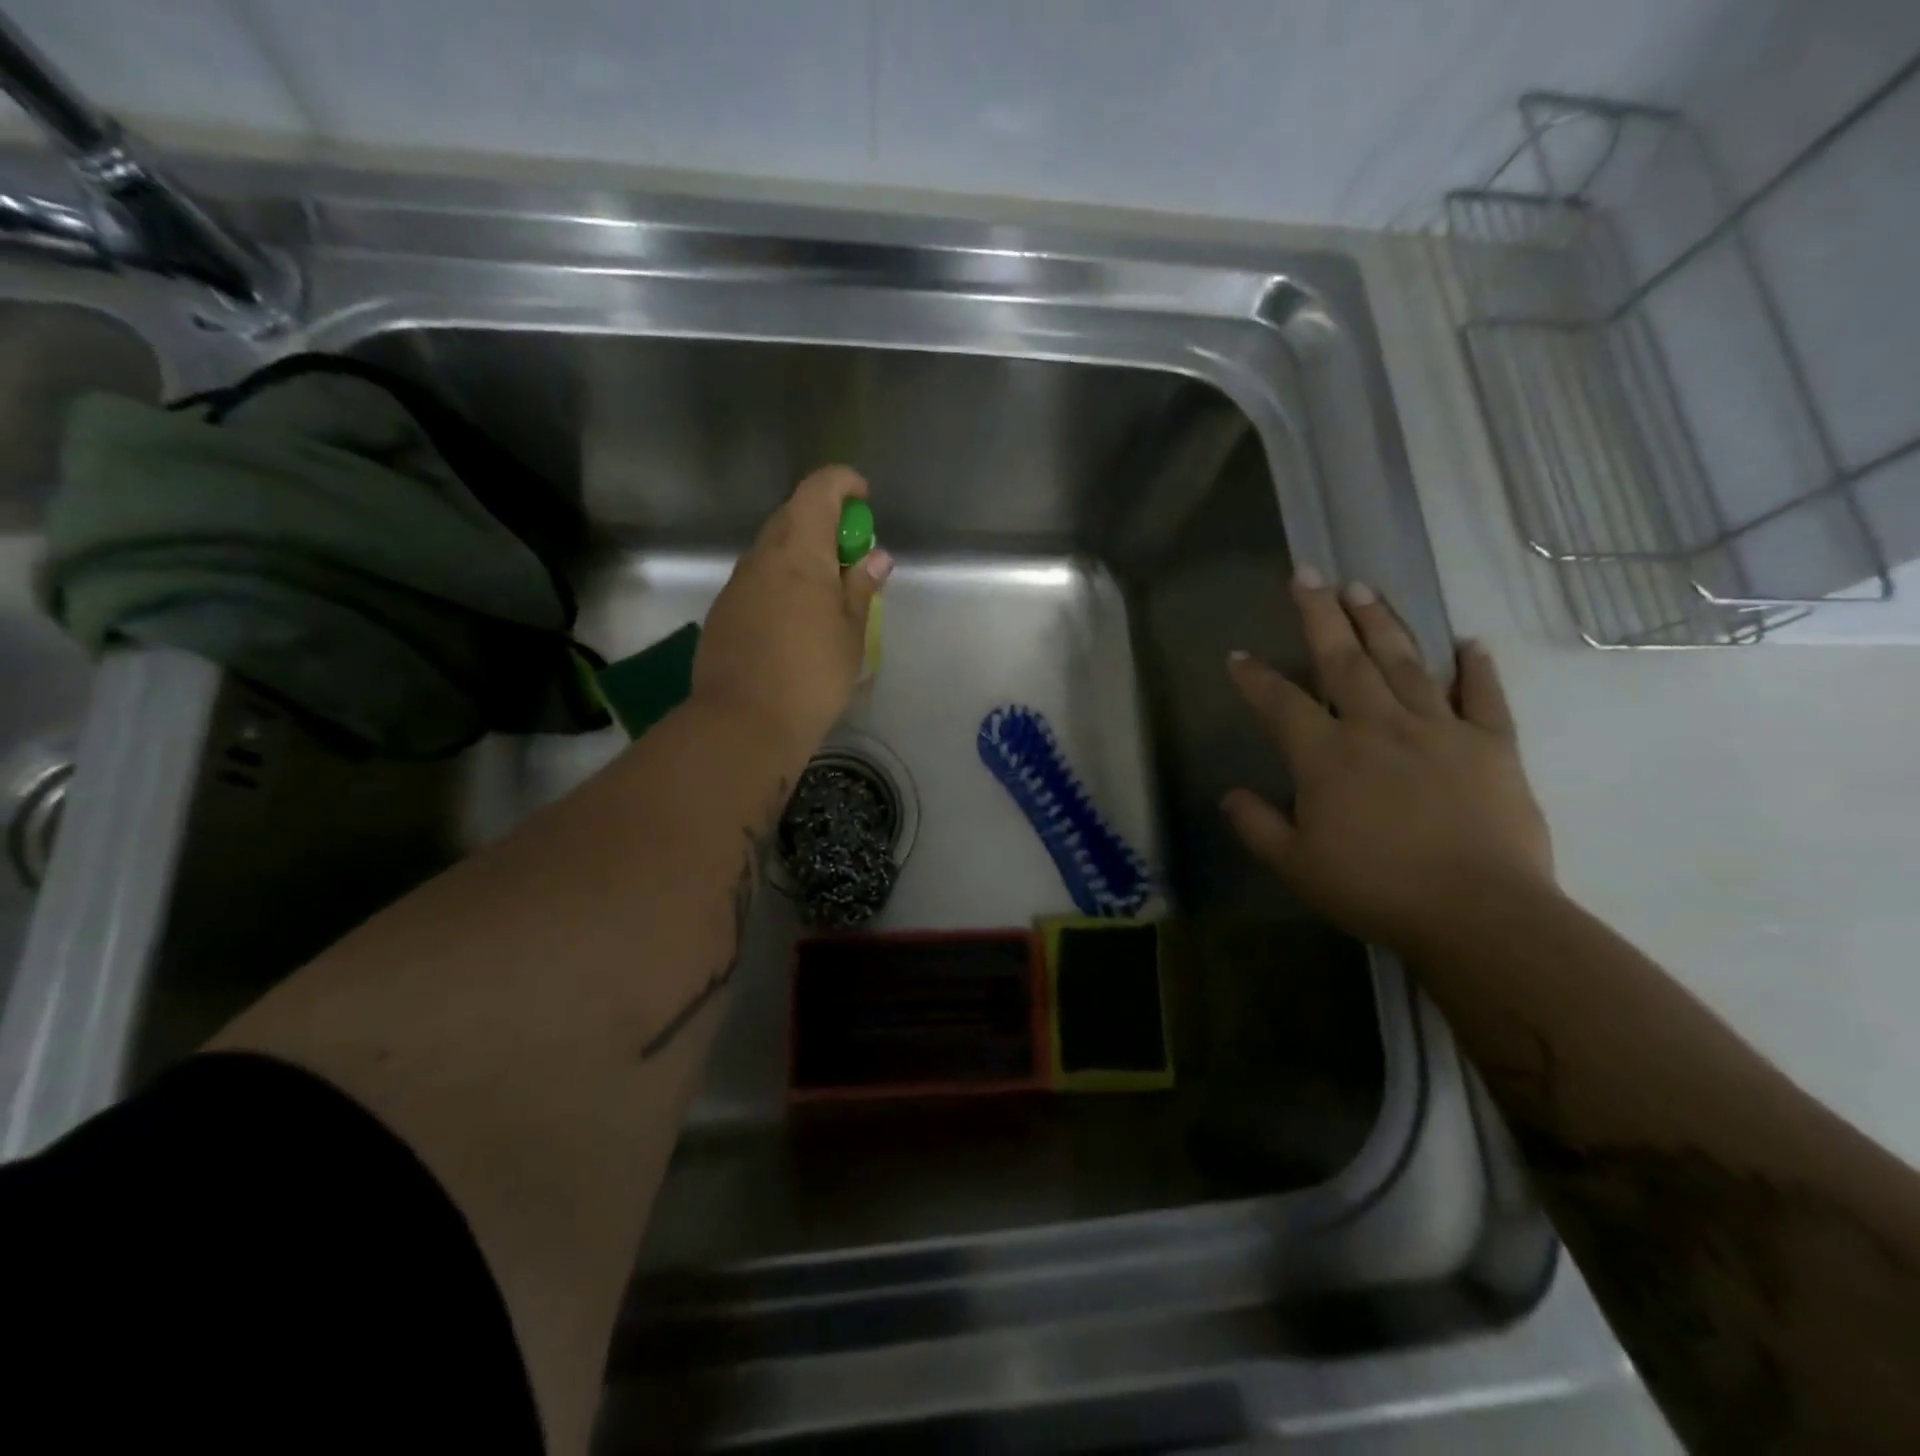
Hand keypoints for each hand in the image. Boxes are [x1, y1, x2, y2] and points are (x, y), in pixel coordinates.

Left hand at [693, 465, 891, 760]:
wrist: (744, 722)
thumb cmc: (812, 674)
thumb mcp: (851, 632)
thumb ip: (861, 587)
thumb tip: (875, 557)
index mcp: (799, 551)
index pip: (817, 490)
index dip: (842, 483)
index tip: (863, 497)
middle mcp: (762, 557)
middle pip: (792, 516)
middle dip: (825, 522)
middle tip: (852, 555)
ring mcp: (737, 585)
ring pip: (772, 551)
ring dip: (801, 555)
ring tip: (828, 592)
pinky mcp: (723, 612)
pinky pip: (757, 581)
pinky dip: (781, 582)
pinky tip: (795, 620)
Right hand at [1222, 571, 1554, 952]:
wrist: (1477, 915)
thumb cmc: (1374, 889)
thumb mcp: (1295, 866)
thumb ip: (1257, 825)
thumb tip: (1229, 796)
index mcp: (1327, 756)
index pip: (1281, 703)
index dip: (1255, 678)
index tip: (1238, 656)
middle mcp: (1378, 727)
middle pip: (1344, 660)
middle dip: (1321, 615)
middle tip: (1309, 574)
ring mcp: (1439, 731)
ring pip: (1405, 663)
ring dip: (1382, 623)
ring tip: (1364, 588)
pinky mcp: (1492, 746)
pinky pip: (1483, 698)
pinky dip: (1475, 668)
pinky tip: (1469, 643)